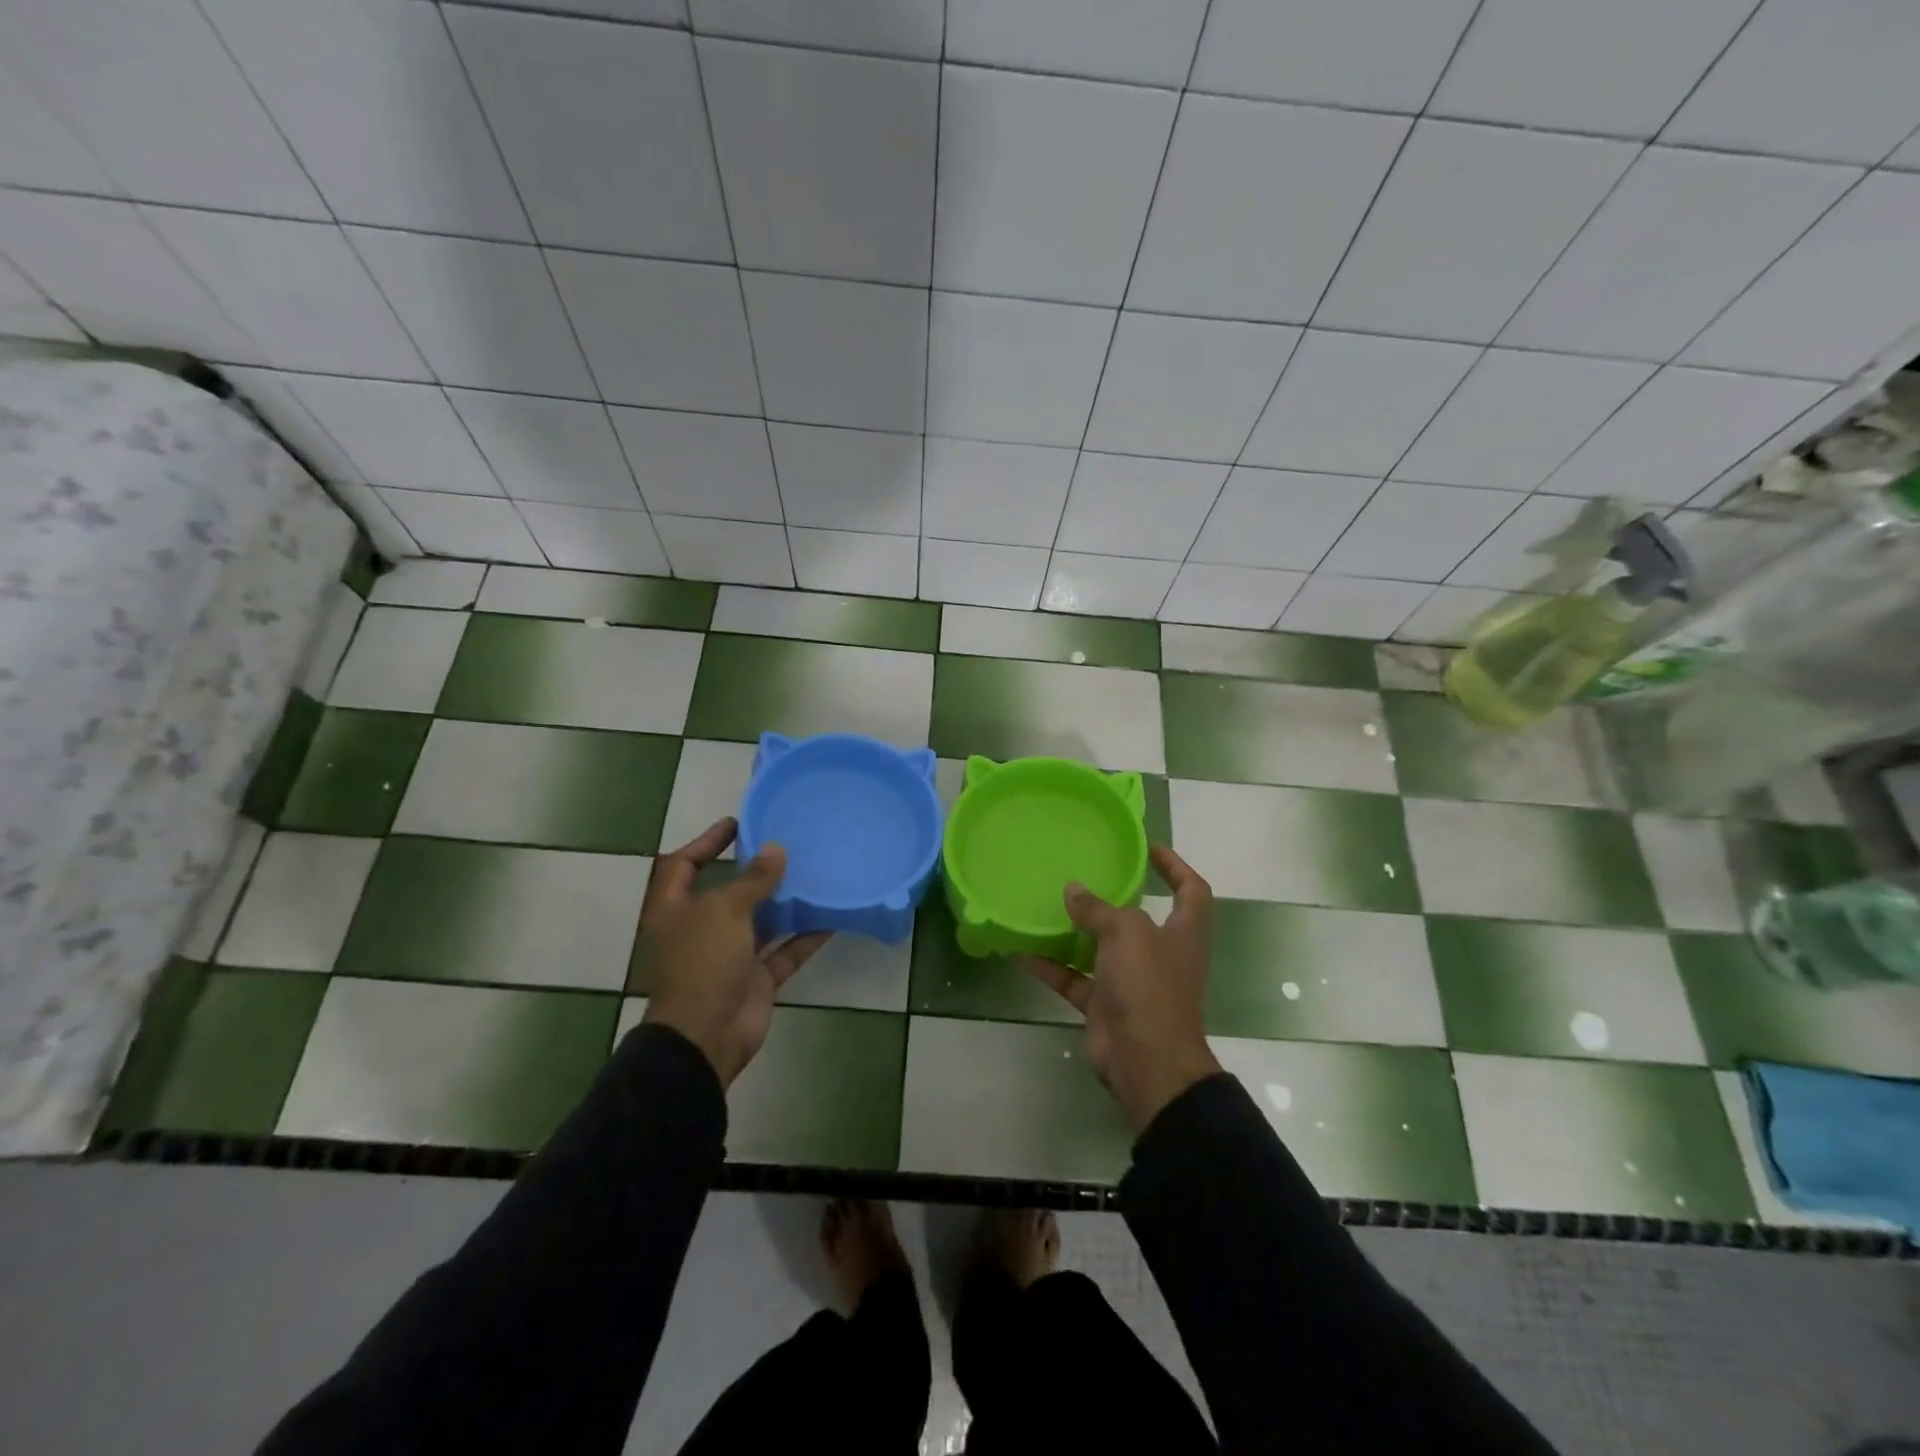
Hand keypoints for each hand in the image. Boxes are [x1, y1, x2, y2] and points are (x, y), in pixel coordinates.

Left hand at [639, 818, 830, 1087]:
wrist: (705, 1036)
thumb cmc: (703, 963)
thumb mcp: (725, 911)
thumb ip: (753, 880)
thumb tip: (776, 849)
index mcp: (676, 909)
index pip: (684, 865)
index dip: (706, 841)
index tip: (738, 823)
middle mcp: (701, 929)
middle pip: (728, 892)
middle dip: (754, 871)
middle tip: (786, 845)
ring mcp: (729, 956)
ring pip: (760, 921)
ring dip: (784, 902)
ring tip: (814, 873)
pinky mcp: (755, 978)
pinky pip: (784, 951)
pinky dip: (805, 937)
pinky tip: (831, 917)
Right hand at [1022, 845, 1221, 1134]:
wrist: (1146, 1062)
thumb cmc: (1149, 986)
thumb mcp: (1127, 933)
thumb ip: (1098, 909)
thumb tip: (1074, 890)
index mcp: (1183, 933)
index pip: (1190, 890)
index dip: (1175, 866)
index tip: (1147, 848)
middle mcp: (1160, 954)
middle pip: (1138, 918)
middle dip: (1113, 898)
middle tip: (1082, 874)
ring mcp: (1132, 982)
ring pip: (1101, 948)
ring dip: (1075, 931)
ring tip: (1046, 905)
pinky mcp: (1105, 1005)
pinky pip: (1074, 979)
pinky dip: (1051, 967)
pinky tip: (1021, 951)